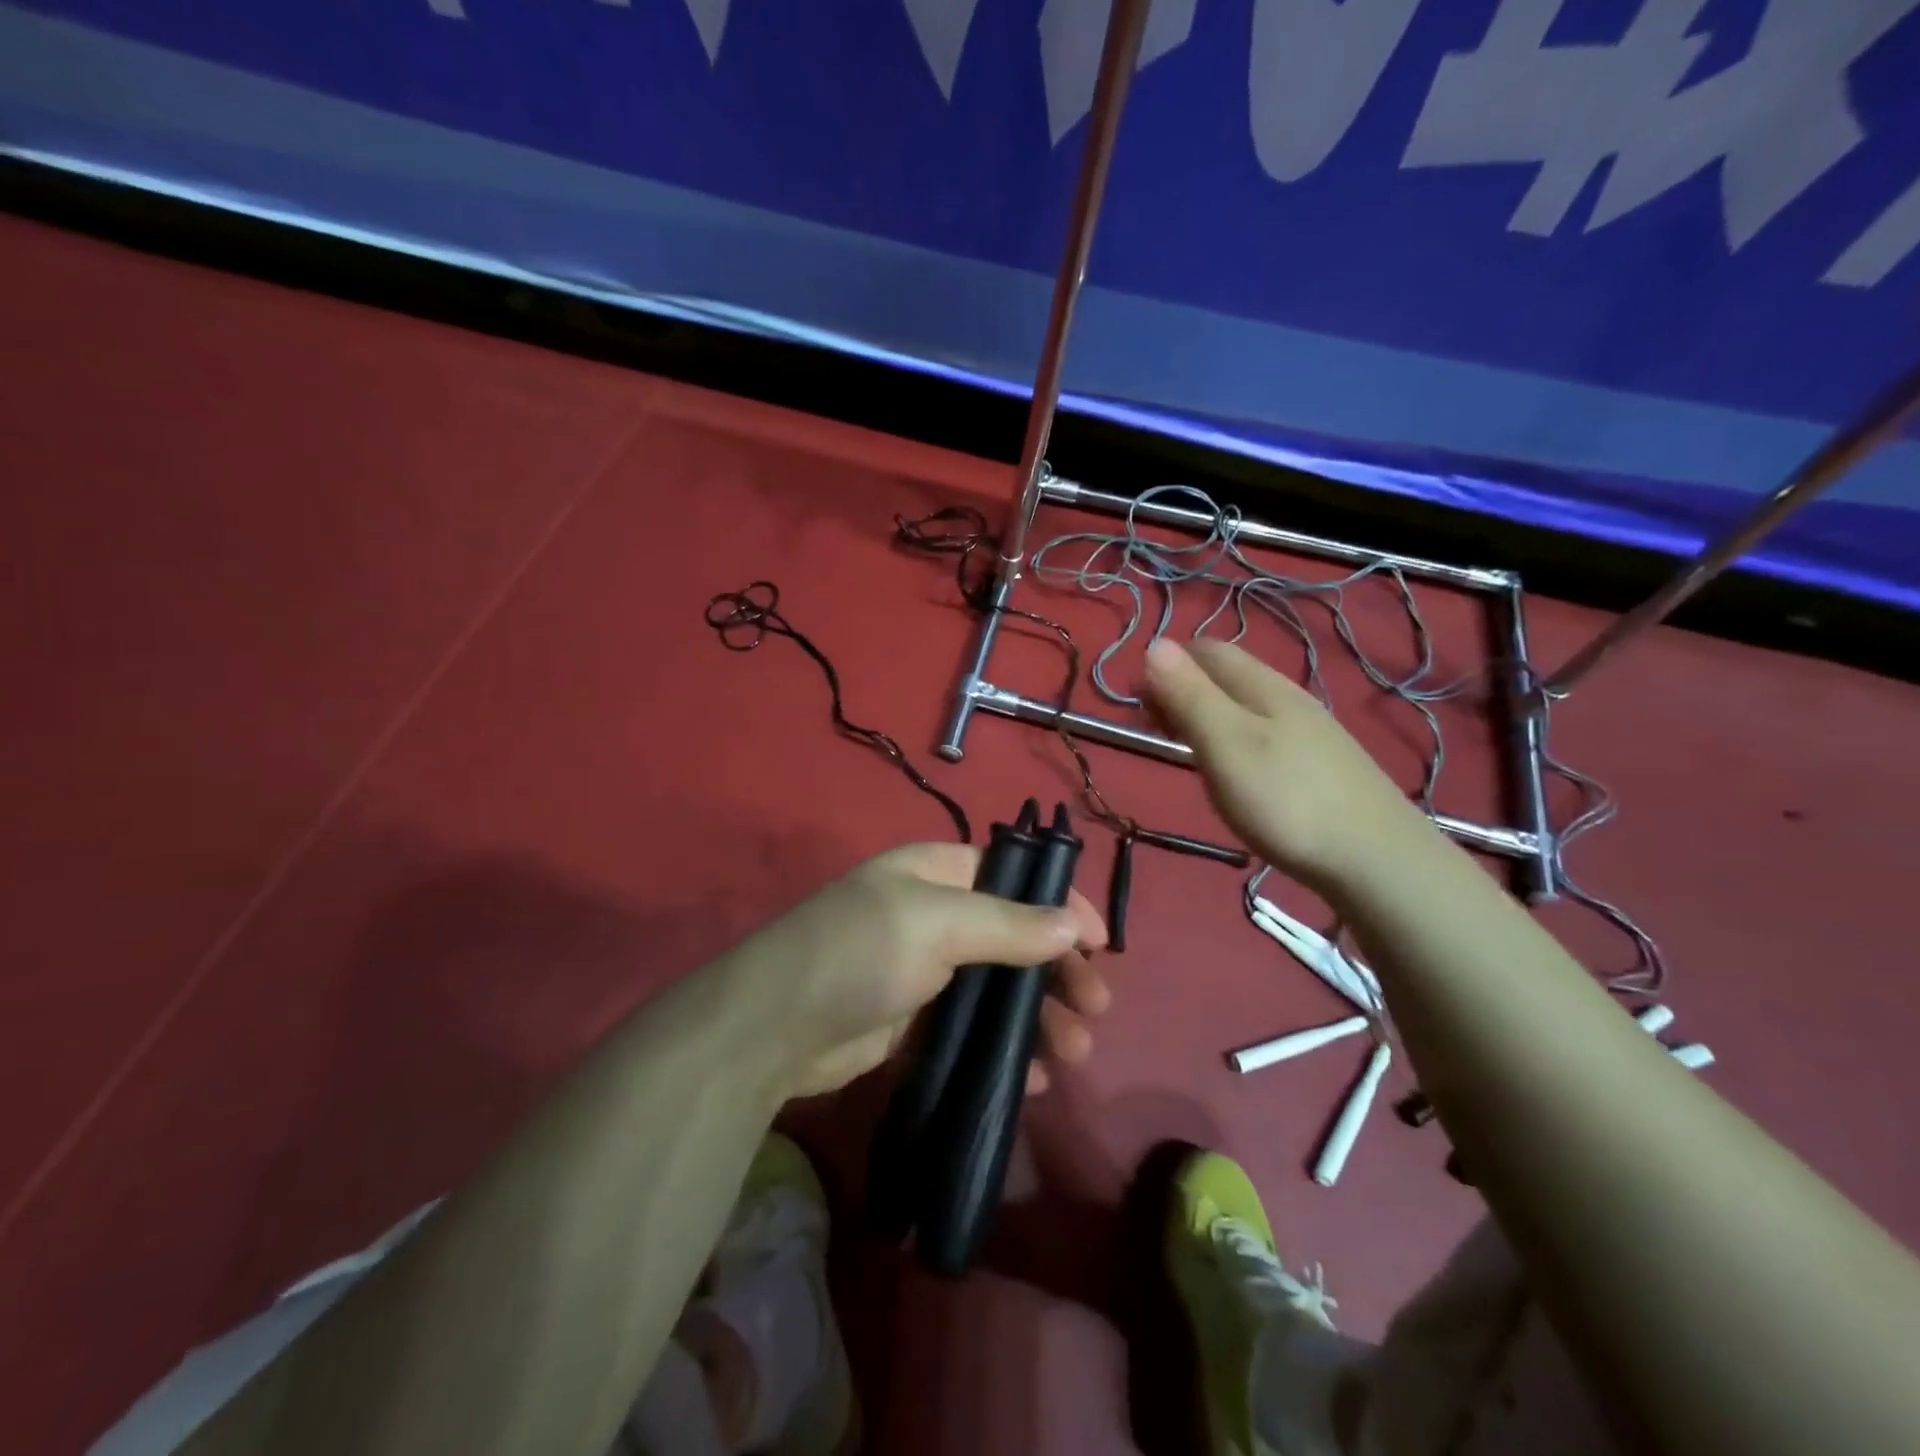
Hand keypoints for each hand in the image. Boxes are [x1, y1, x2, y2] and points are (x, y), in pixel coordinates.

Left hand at [722, 843, 1109, 1098]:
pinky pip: (970, 1028)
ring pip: (996, 987)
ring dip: (1037, 1017)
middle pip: (1013, 936)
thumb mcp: (938, 924)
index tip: (1102, 944)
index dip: (1061, 905)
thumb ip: (1008, 925)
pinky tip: (1030, 1077)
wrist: (771, 1028)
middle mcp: (932, 914)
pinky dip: (1001, 1049)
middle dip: (1057, 971)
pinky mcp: (910, 1021)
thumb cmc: (861, 952)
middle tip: (1096, 1009)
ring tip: (1074, 1052)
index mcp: (936, 873)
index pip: (1014, 878)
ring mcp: (921, 969)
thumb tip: (1073, 924)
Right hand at [1145, 637, 1430, 893]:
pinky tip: (1233, 770)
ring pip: (1244, 705)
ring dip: (1205, 715)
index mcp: (1262, 686)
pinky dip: (1231, 738)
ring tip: (1183, 749)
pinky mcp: (1318, 764)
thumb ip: (1189, 695)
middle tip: (1152, 728)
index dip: (1166, 665)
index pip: (1206, 650)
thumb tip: (1154, 643)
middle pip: (1225, 675)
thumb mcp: (1225, 744)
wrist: (1375, 860)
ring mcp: (1308, 731)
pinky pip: (1262, 733)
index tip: (1137, 704)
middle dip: (1182, 689)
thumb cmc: (1286, 799)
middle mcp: (1287, 697)